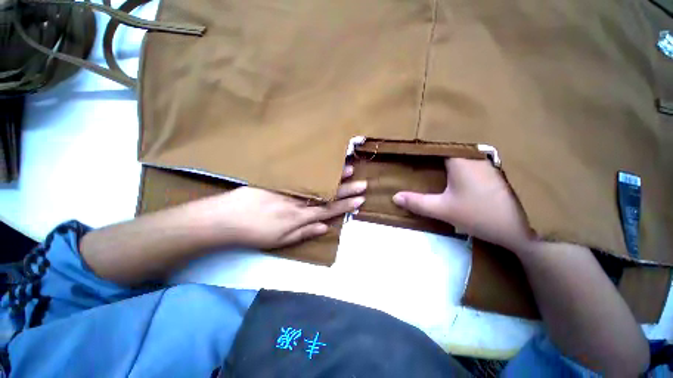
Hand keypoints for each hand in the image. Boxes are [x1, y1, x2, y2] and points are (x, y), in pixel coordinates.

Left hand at [193, 165, 365, 248]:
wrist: (225, 219)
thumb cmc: (254, 233)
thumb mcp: (281, 241)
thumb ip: (304, 233)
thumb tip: (325, 227)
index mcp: (300, 217)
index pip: (329, 210)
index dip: (346, 205)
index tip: (360, 200)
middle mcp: (298, 201)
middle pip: (326, 195)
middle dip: (346, 190)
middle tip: (362, 183)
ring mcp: (289, 188)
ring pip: (315, 182)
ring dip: (333, 176)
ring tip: (348, 168)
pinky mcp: (278, 180)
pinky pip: (299, 174)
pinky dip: (313, 169)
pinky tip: (322, 163)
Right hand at [392, 158, 532, 250]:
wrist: (526, 228)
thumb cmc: (482, 214)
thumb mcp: (444, 210)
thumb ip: (417, 202)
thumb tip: (394, 197)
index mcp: (462, 157)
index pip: (435, 143)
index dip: (419, 145)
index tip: (405, 147)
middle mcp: (475, 153)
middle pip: (446, 145)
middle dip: (429, 149)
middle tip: (413, 153)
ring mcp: (487, 160)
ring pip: (458, 152)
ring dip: (442, 155)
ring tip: (426, 158)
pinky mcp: (493, 169)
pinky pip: (468, 159)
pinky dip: (455, 162)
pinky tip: (447, 169)